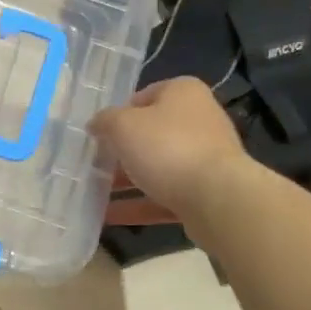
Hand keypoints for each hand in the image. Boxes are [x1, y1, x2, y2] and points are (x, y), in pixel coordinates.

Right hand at [90, 77, 249, 216]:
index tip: (98, 134)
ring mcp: (204, 160)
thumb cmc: (167, 147)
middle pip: (150, 134)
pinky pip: (164, 197)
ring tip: (93, 193)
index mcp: (183, 93)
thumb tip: (96, 125)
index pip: (144, 96)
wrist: (218, 198)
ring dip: (126, 181)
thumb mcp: (122, 125)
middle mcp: (198, 121)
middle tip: (92, 164)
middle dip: (120, 151)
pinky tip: (108, 216)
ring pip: (157, 168)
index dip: (118, 114)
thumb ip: (104, 121)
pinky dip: (138, 205)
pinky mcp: (205, 194)